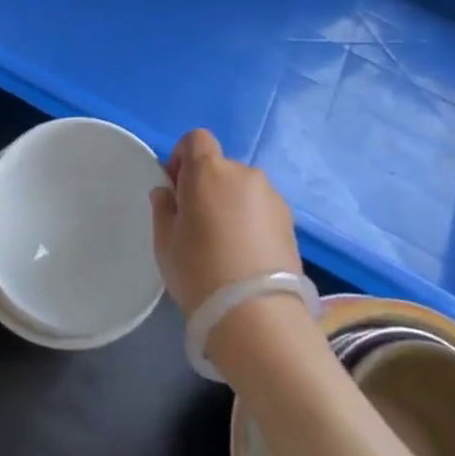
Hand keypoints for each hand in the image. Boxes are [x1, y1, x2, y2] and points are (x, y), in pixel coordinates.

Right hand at [150, 129, 300, 314]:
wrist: (257, 316)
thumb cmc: (199, 271)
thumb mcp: (165, 242)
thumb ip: (163, 209)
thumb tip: (168, 193)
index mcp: (209, 171)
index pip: (196, 139)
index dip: (183, 157)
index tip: (176, 189)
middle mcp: (244, 174)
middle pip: (220, 168)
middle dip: (207, 186)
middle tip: (198, 224)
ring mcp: (272, 197)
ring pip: (243, 190)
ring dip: (231, 204)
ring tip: (225, 245)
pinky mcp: (291, 223)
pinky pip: (262, 210)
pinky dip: (251, 222)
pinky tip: (246, 256)